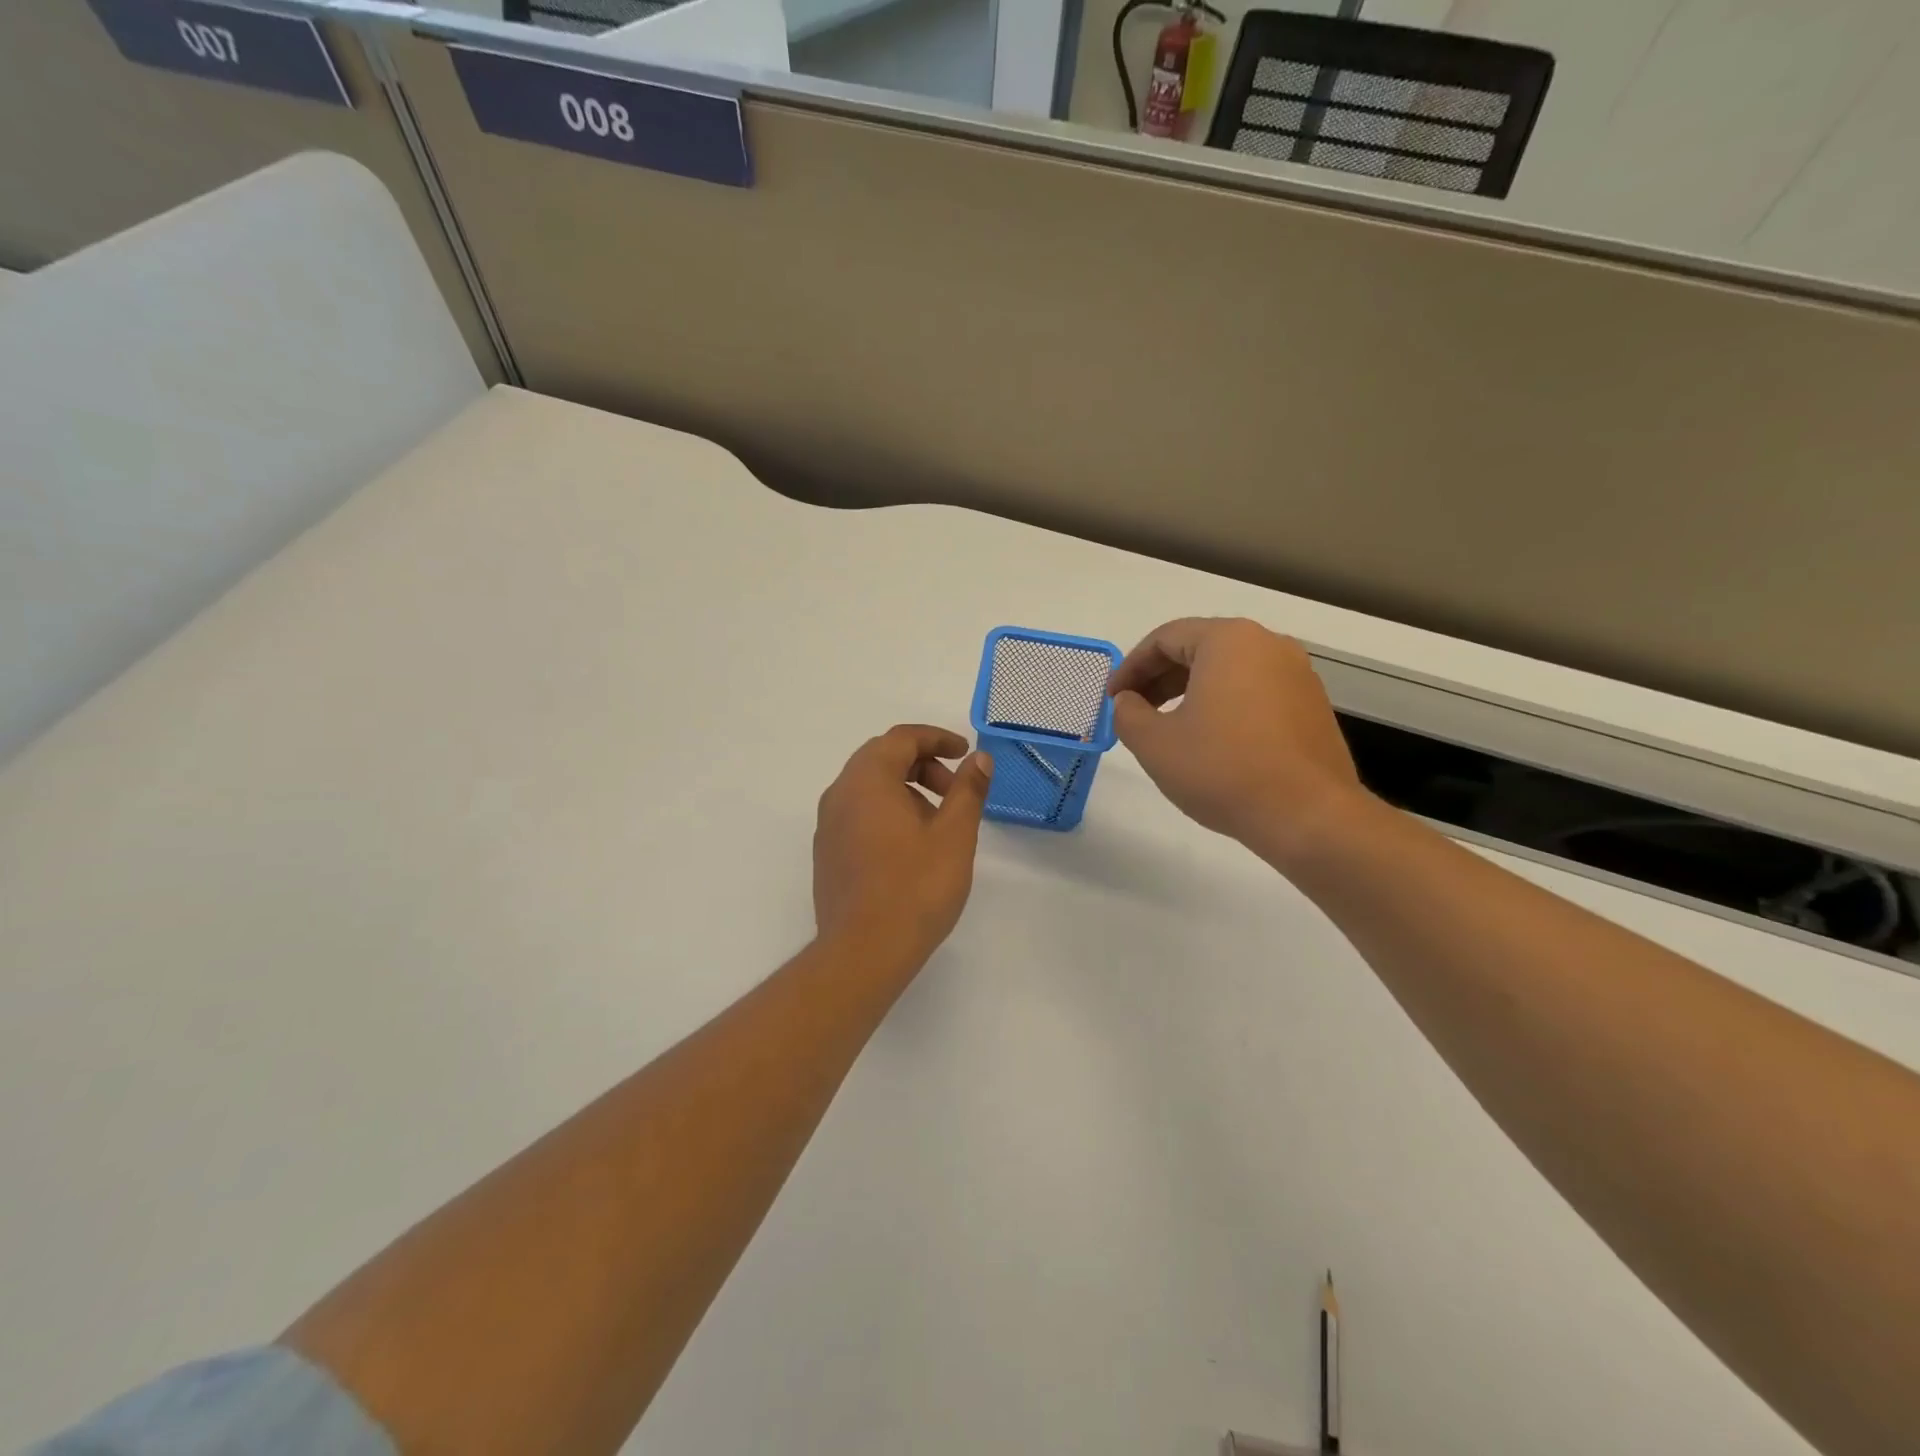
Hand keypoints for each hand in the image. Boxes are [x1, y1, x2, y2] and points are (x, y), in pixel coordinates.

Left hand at [813, 725, 993, 967]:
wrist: (864, 952)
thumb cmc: (915, 888)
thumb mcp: (954, 835)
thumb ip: (968, 790)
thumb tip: (979, 759)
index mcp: (867, 780)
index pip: (901, 738)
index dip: (937, 738)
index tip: (965, 754)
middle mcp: (840, 794)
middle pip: (882, 758)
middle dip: (923, 765)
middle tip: (955, 791)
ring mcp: (828, 825)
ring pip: (869, 787)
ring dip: (905, 789)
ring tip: (937, 824)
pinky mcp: (827, 853)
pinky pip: (858, 813)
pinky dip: (887, 811)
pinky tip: (910, 847)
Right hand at [1108, 618, 1365, 865]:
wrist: (1308, 816)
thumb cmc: (1223, 770)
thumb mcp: (1155, 743)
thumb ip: (1128, 714)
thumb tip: (1128, 702)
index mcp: (1229, 640)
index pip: (1165, 638)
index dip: (1130, 667)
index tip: (1112, 698)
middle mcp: (1269, 645)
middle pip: (1200, 649)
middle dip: (1159, 678)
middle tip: (1133, 710)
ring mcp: (1297, 675)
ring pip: (1229, 671)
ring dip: (1190, 692)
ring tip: (1167, 727)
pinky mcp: (1312, 707)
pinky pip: (1255, 692)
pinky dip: (1224, 705)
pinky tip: (1210, 741)